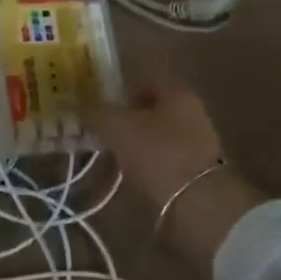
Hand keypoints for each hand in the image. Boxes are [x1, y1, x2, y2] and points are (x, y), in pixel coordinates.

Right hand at [91, 81, 262, 273]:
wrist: (198, 202)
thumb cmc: (157, 152)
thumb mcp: (117, 127)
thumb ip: (97, 113)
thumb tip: (82, 108)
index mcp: (177, 91)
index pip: (146, 77)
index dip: (121, 85)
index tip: (99, 100)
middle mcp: (191, 110)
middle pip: (153, 106)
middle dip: (126, 116)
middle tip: (102, 128)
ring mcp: (198, 140)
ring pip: (158, 132)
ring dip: (136, 140)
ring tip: (112, 154)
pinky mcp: (196, 168)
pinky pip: (164, 156)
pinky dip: (147, 161)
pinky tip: (131, 173)